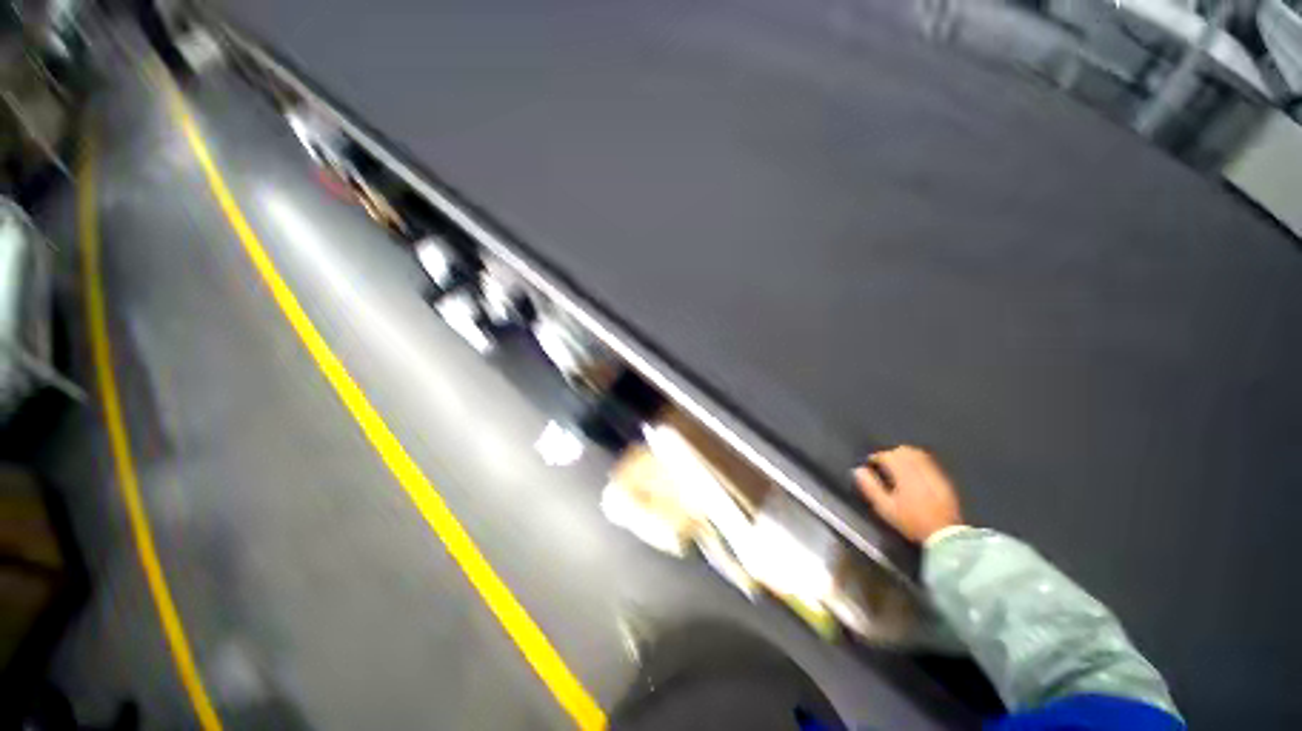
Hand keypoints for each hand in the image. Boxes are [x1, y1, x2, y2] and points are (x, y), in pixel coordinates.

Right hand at [855, 446, 963, 543]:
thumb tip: (858, 470)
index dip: (877, 456)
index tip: (871, 462)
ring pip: (918, 454)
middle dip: (891, 453)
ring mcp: (934, 474)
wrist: (944, 534)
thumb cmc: (911, 521)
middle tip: (884, 462)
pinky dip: (918, 461)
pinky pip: (929, 462)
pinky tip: (914, 471)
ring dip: (905, 455)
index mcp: (905, 474)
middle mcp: (920, 470)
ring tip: (897, 464)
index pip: (888, 456)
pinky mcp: (943, 480)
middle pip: (904, 451)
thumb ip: (870, 487)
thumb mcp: (885, 507)